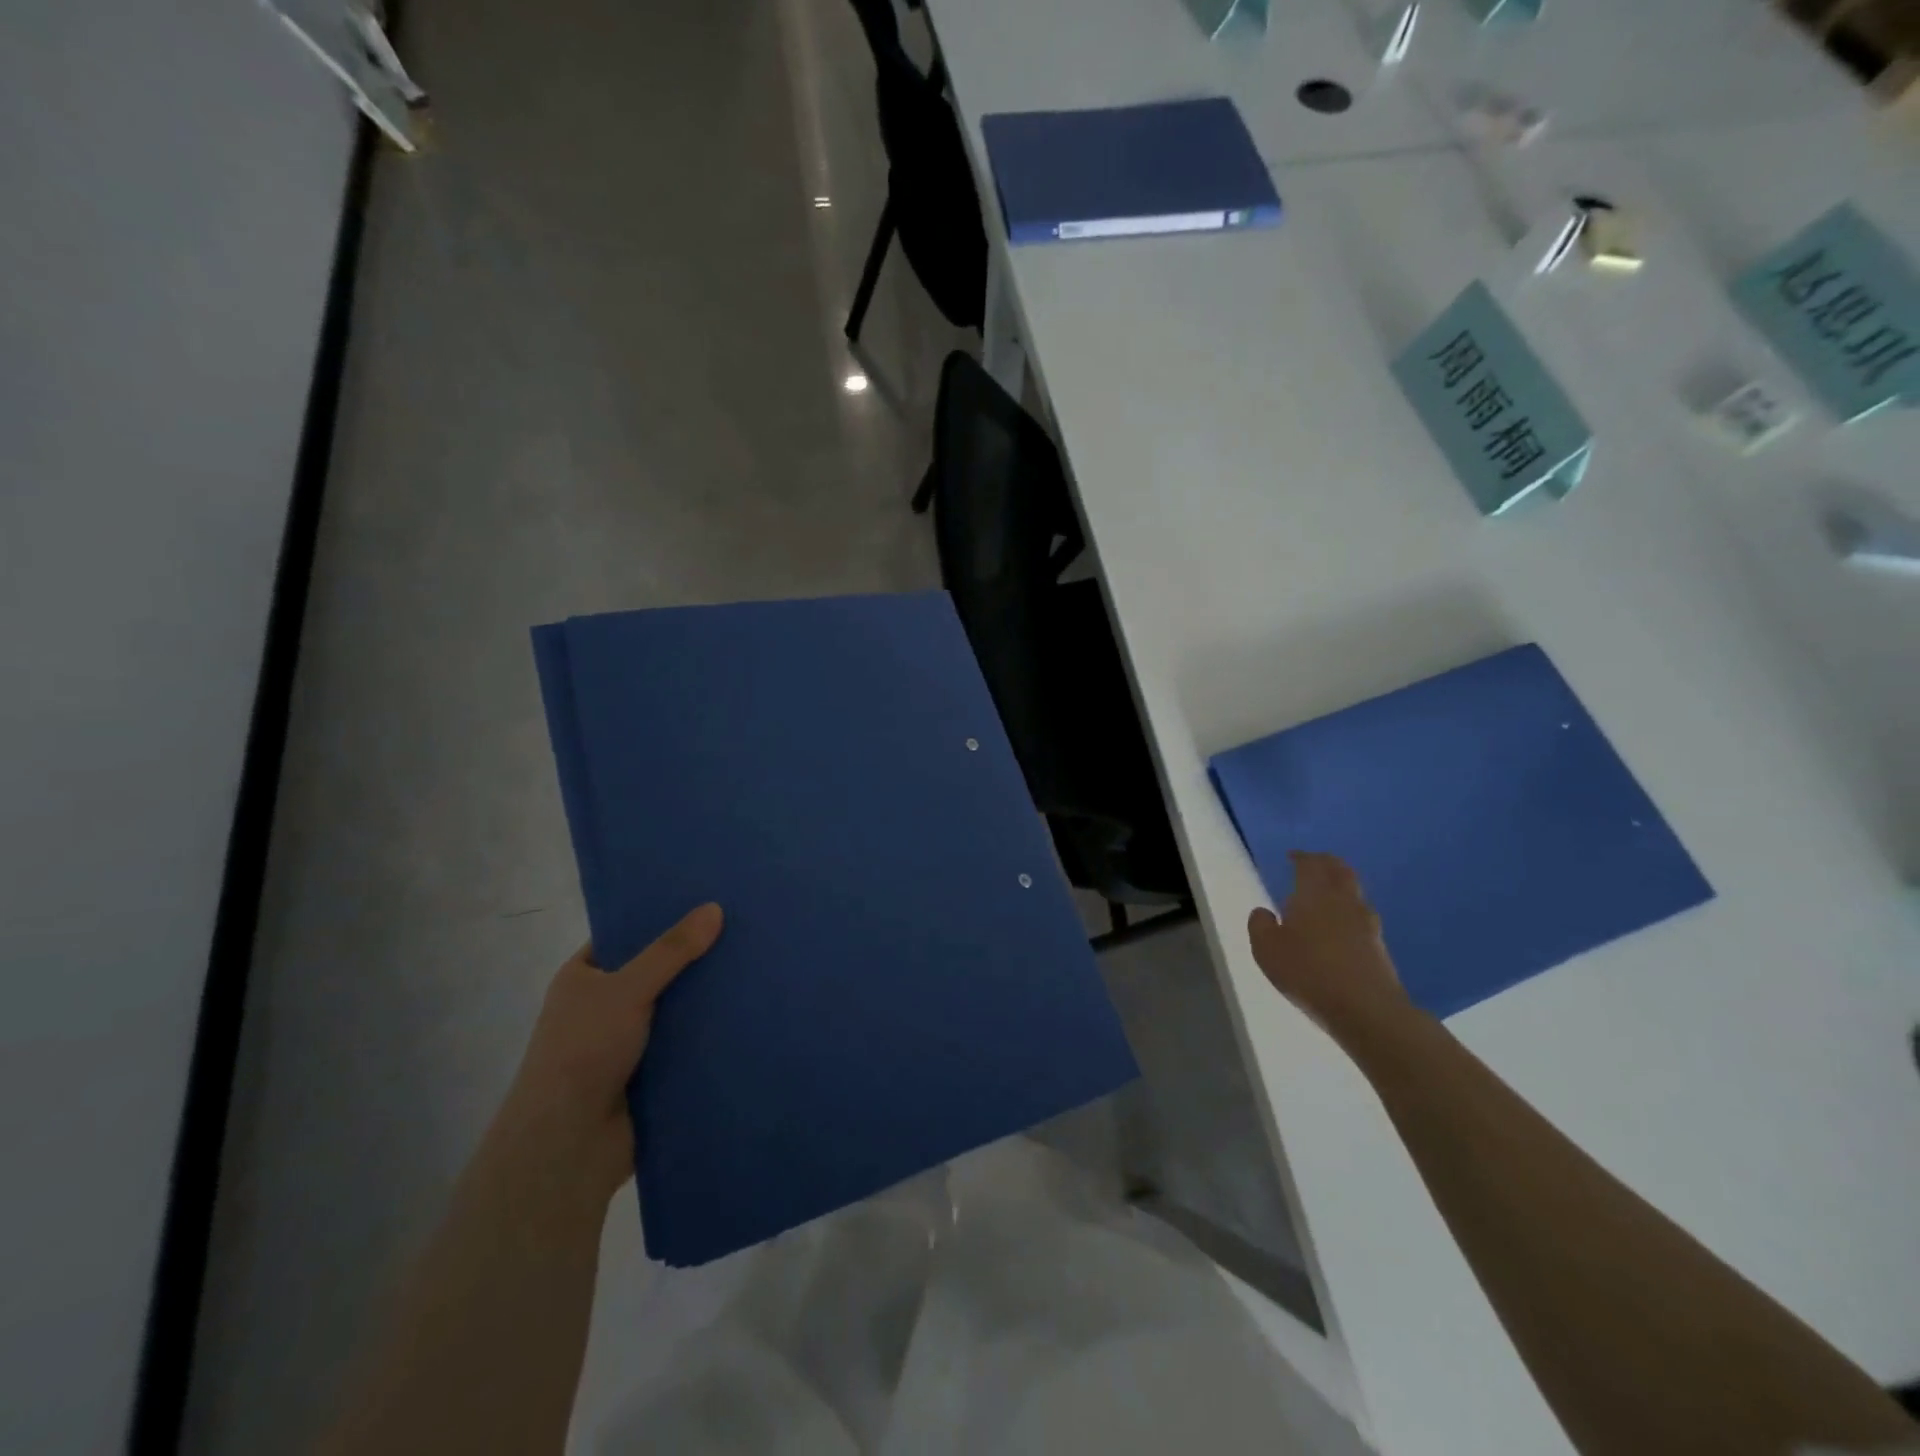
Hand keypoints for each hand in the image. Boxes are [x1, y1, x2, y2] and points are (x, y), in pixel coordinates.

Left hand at [499, 904, 723, 1201]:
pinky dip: (709, 1032)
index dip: (661, 917)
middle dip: (694, 957)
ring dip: (706, 997)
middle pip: (656, 971)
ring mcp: (626, 1042)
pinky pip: (686, 1043)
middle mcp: (603, 1006)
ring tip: (756, 965)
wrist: (567, 1146)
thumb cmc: (584, 1051)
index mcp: (583, 978)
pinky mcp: (650, 1074)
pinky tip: (748, 1012)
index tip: (706, 900)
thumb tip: (714, 907)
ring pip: (675, 1008)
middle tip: (743, 928)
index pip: (626, 936)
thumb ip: (671, 950)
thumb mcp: (626, 988)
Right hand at [1248, 853, 1410, 1045]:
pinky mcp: (1379, 946)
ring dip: (1341, 887)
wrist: (1366, 1009)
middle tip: (1314, 864)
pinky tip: (1341, 926)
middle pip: (1340, 871)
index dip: (1301, 857)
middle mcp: (1344, 900)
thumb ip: (1260, 925)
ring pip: (1354, 893)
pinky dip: (1349, 912)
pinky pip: (1362, 916)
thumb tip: (1264, 911)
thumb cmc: (1308, 972)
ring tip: (1326, 895)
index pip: (1310, 864)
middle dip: (1327, 863)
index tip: (1292, 857)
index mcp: (1314, 894)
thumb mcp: (1267, 950)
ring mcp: (1367, 923)